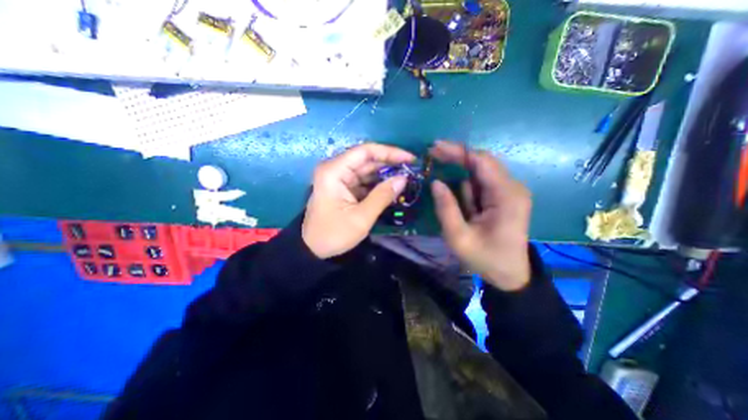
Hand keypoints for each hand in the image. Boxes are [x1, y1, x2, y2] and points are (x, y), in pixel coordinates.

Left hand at [300, 144, 415, 258]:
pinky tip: (392, 188)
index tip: (410, 159)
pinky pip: (363, 181)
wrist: (312, 249)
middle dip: (390, 164)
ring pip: (366, 170)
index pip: (365, 152)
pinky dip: (378, 184)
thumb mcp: (361, 217)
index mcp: (334, 171)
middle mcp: (335, 169)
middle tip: (411, 170)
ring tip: (406, 179)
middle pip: (367, 159)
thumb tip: (403, 178)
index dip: (390, 152)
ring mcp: (339, 178)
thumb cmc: (334, 234)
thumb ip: (383, 196)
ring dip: (385, 174)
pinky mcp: (343, 187)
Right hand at [426, 139, 531, 289]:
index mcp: (506, 196)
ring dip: (462, 179)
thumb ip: (446, 208)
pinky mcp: (505, 196)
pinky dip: (468, 189)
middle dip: (456, 157)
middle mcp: (512, 187)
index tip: (434, 148)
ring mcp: (510, 191)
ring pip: (481, 172)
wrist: (510, 274)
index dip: (457, 151)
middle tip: (432, 156)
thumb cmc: (485, 258)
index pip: (482, 161)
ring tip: (458, 206)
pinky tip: (467, 209)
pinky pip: (482, 183)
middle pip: (482, 161)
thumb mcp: (458, 237)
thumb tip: (435, 182)